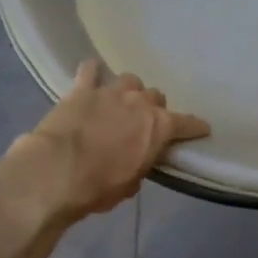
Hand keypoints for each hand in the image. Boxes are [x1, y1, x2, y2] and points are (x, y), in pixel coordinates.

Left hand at [11, 60, 210, 221]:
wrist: (56, 172)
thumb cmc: (98, 186)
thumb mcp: (130, 183)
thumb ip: (141, 165)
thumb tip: (138, 160)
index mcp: (159, 127)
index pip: (187, 123)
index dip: (195, 127)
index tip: (201, 130)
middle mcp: (140, 103)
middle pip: (156, 97)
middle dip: (153, 108)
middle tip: (145, 123)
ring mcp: (110, 92)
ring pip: (130, 80)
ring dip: (129, 90)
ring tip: (121, 101)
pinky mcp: (82, 89)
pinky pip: (90, 70)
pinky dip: (93, 72)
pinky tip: (91, 75)